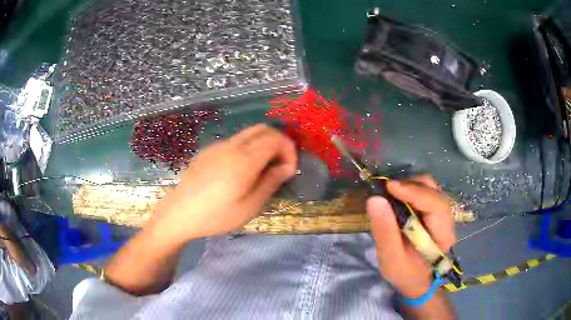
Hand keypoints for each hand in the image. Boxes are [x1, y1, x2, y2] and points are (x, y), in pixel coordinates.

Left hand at [151, 124, 296, 243]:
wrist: (179, 214)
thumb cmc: (216, 216)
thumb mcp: (249, 207)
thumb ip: (270, 182)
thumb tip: (286, 167)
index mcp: (243, 159)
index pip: (275, 138)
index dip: (289, 150)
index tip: (289, 170)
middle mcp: (231, 145)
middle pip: (263, 128)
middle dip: (278, 142)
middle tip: (279, 166)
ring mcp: (217, 146)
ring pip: (248, 133)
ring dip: (263, 144)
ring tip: (262, 169)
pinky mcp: (208, 151)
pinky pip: (234, 141)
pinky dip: (247, 148)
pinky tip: (241, 170)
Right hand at [366, 175, 454, 297]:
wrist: (417, 280)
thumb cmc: (406, 273)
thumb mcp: (391, 259)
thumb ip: (384, 232)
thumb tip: (375, 199)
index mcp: (443, 234)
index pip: (436, 205)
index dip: (415, 192)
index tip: (390, 187)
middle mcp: (447, 219)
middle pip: (435, 190)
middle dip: (411, 186)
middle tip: (387, 191)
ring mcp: (441, 213)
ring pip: (430, 187)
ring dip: (409, 186)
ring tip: (390, 195)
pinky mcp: (433, 211)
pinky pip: (424, 192)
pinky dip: (409, 190)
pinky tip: (397, 199)